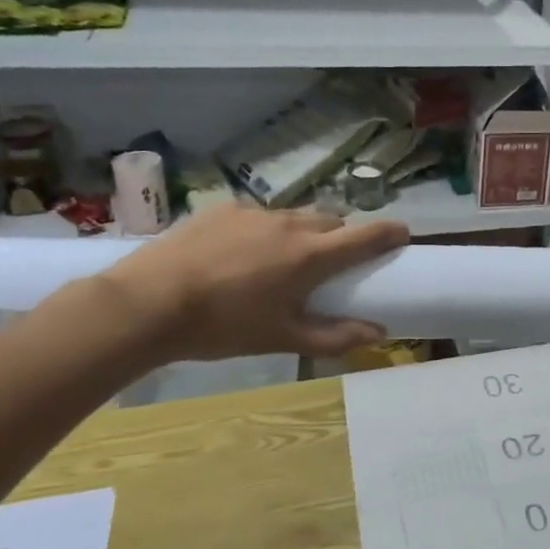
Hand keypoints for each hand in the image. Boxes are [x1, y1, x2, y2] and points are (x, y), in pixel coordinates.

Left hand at [97, 204, 409, 363]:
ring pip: (296, 216)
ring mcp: (255, 213)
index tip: (403, 235)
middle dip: (341, 238)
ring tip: (283, 260)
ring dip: (303, 233)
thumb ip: (336, 336)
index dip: (390, 233)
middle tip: (331, 264)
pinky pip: (260, 215)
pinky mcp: (223, 209)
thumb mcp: (283, 339)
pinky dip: (266, 230)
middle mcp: (290, 224)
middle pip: (332, 222)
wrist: (146, 304)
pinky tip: (242, 254)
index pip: (366, 236)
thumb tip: (379, 333)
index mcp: (311, 255)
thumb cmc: (224, 327)